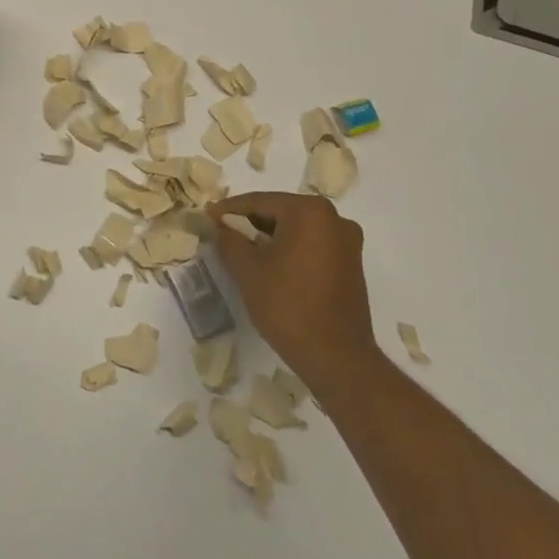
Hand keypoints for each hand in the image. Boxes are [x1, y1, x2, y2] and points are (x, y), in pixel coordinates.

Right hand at [210, 192, 376, 396]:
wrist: (336, 356)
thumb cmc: (287, 305)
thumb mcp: (247, 269)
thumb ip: (229, 239)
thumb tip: (219, 224)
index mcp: (310, 212)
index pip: (260, 201)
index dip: (229, 209)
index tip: (207, 216)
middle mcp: (334, 219)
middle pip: (281, 211)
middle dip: (250, 222)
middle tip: (222, 232)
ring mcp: (347, 242)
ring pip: (297, 229)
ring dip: (269, 236)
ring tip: (242, 250)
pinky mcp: (351, 264)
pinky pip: (312, 245)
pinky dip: (289, 249)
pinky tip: (269, 265)